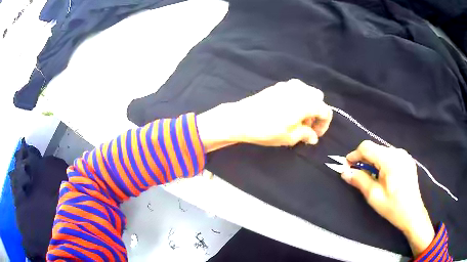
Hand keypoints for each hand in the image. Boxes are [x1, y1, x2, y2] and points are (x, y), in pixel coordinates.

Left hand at [197, 79, 332, 150]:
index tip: (315, 135)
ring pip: (306, 92)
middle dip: (316, 112)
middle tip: (306, 126)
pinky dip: (297, 100)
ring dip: (307, 105)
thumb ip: (306, 134)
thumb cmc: (267, 130)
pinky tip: (287, 111)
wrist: (241, 118)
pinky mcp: (278, 86)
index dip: (323, 125)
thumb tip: (313, 136)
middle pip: (318, 98)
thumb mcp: (290, 137)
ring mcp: (288, 85)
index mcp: (307, 102)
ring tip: (296, 120)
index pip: (325, 111)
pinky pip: (294, 90)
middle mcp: (300, 89)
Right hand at [342, 140, 434, 255]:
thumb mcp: (374, 196)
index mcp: (390, 160)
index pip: (367, 147)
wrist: (412, 214)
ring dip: (373, 161)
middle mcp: (398, 152)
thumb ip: (359, 180)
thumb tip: (345, 172)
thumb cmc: (393, 207)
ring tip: (371, 176)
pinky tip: (383, 176)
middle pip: (375, 149)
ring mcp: (404, 155)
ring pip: (383, 152)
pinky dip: (383, 162)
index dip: (354, 155)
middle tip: (357, 174)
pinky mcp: (408, 160)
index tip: (346, 166)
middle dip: (364, 159)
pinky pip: (391, 156)